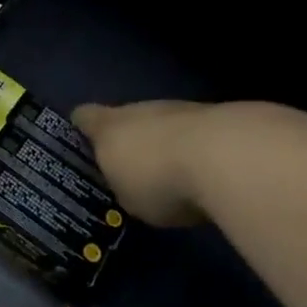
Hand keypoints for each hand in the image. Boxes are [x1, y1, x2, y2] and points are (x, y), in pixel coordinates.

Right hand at [73, 100, 214, 227]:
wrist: (226, 157)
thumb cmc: (158, 178)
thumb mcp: (128, 197)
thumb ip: (124, 185)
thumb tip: (130, 181)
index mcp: (108, 126)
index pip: (84, 118)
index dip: (81, 127)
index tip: (80, 141)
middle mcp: (142, 109)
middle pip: (128, 119)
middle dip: (131, 141)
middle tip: (133, 169)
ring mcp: (182, 109)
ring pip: (165, 124)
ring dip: (167, 144)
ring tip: (174, 175)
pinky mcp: (219, 118)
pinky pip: (197, 135)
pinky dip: (198, 150)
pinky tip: (206, 175)